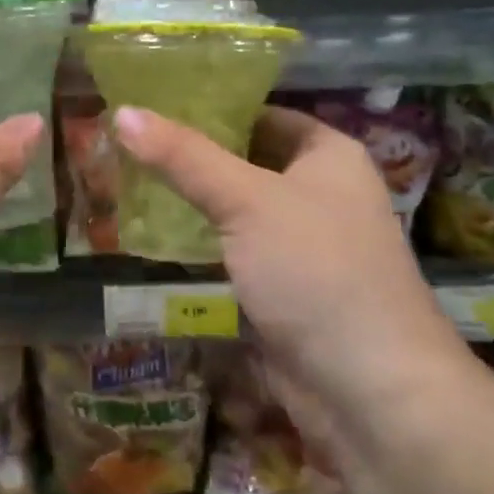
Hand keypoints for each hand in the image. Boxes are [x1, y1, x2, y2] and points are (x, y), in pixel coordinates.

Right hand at [112, 104, 471, 418]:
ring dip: (190, 199)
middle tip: (125, 140)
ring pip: (235, 207)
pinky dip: (199, 240)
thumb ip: (183, 157)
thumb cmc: (317, 271)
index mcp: (328, 156)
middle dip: (191, 155)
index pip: (260, 113)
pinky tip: (152, 231)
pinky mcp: (283, 287)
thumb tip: (122, 112)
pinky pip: (233, 249)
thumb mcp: (246, 200)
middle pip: (244, 159)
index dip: (210, 105)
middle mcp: (319, 192)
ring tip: (125, 177)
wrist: (370, 391)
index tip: (151, 101)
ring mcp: (301, 243)